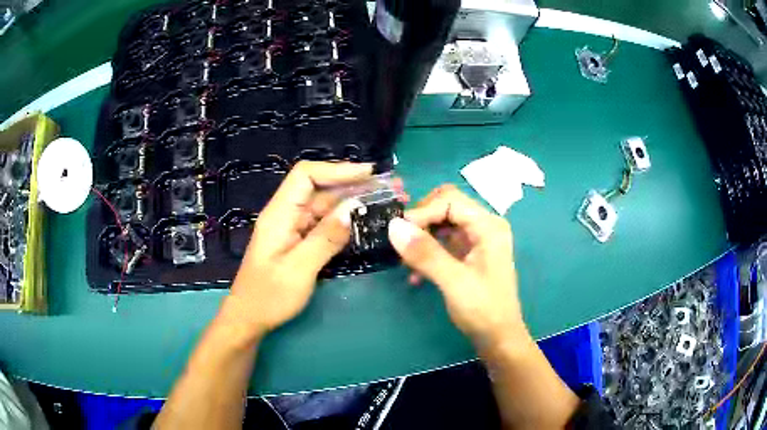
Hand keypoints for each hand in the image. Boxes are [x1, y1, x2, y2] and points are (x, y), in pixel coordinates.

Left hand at [222, 161, 371, 337]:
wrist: (250, 318)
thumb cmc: (269, 297)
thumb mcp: (298, 270)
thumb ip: (325, 238)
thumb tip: (353, 208)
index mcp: (279, 214)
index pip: (306, 175)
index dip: (337, 169)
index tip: (368, 173)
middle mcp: (286, 214)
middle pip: (319, 188)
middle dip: (352, 183)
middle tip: (387, 187)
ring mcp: (292, 228)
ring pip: (324, 205)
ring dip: (352, 200)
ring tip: (382, 200)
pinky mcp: (299, 241)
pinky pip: (323, 223)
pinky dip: (344, 219)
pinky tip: (363, 220)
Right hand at [387, 184, 524, 349]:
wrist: (498, 338)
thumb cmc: (483, 310)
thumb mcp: (454, 282)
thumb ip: (426, 253)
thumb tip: (393, 225)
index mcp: (488, 226)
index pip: (450, 200)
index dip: (422, 212)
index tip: (398, 233)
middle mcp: (484, 226)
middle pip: (446, 207)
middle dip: (421, 222)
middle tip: (401, 243)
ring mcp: (477, 241)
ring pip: (442, 224)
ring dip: (421, 238)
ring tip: (405, 260)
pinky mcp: (469, 255)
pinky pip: (443, 242)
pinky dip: (427, 252)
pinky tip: (415, 274)